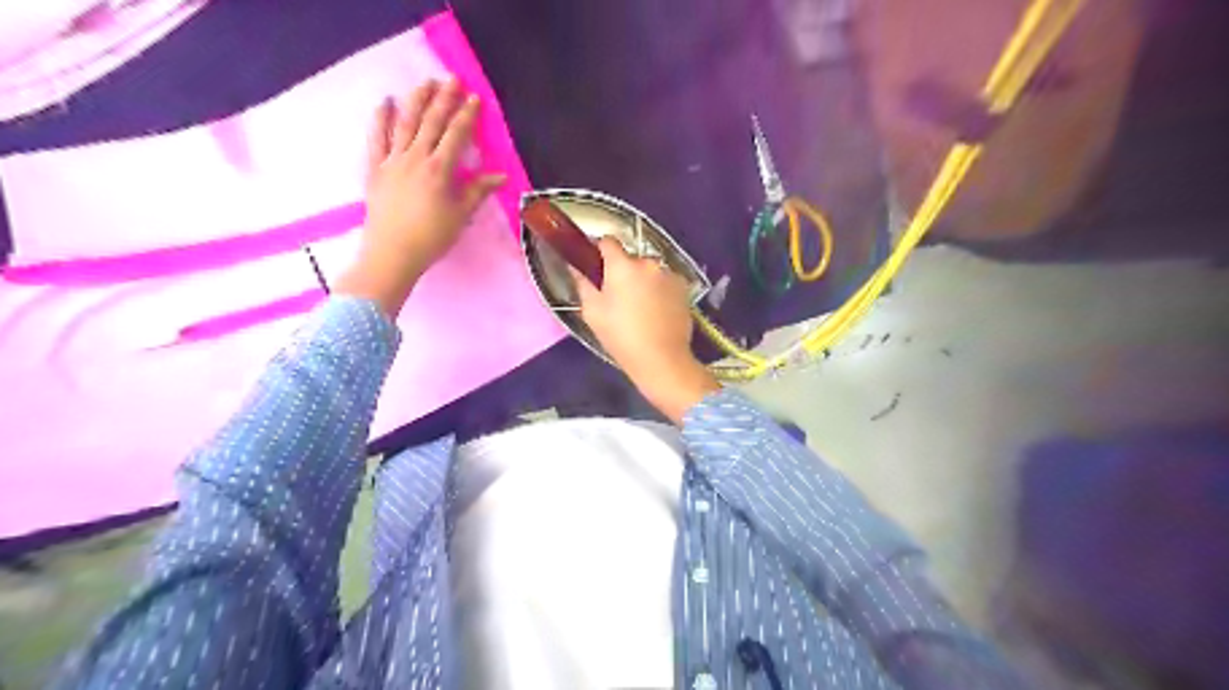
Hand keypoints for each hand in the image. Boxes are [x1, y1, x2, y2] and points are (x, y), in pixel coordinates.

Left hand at [333, 77, 502, 317]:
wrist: (392, 253)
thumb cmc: (432, 237)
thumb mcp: (460, 215)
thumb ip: (478, 191)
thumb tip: (500, 175)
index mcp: (440, 170)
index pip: (456, 135)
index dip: (467, 115)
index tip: (474, 98)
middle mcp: (416, 158)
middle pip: (431, 122)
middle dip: (443, 99)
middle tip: (452, 79)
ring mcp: (392, 160)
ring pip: (405, 123)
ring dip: (416, 100)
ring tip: (425, 83)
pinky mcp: (375, 168)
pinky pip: (377, 138)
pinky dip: (381, 118)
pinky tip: (385, 102)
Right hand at [573, 238, 721, 424]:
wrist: (662, 359)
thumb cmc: (621, 336)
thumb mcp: (593, 312)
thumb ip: (583, 284)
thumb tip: (575, 267)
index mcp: (622, 265)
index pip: (608, 242)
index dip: (599, 251)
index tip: (596, 266)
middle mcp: (648, 263)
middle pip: (630, 259)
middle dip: (623, 272)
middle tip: (617, 296)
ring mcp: (669, 274)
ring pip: (649, 271)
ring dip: (643, 281)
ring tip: (640, 308)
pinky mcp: (684, 288)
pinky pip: (665, 282)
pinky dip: (660, 290)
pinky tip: (657, 312)